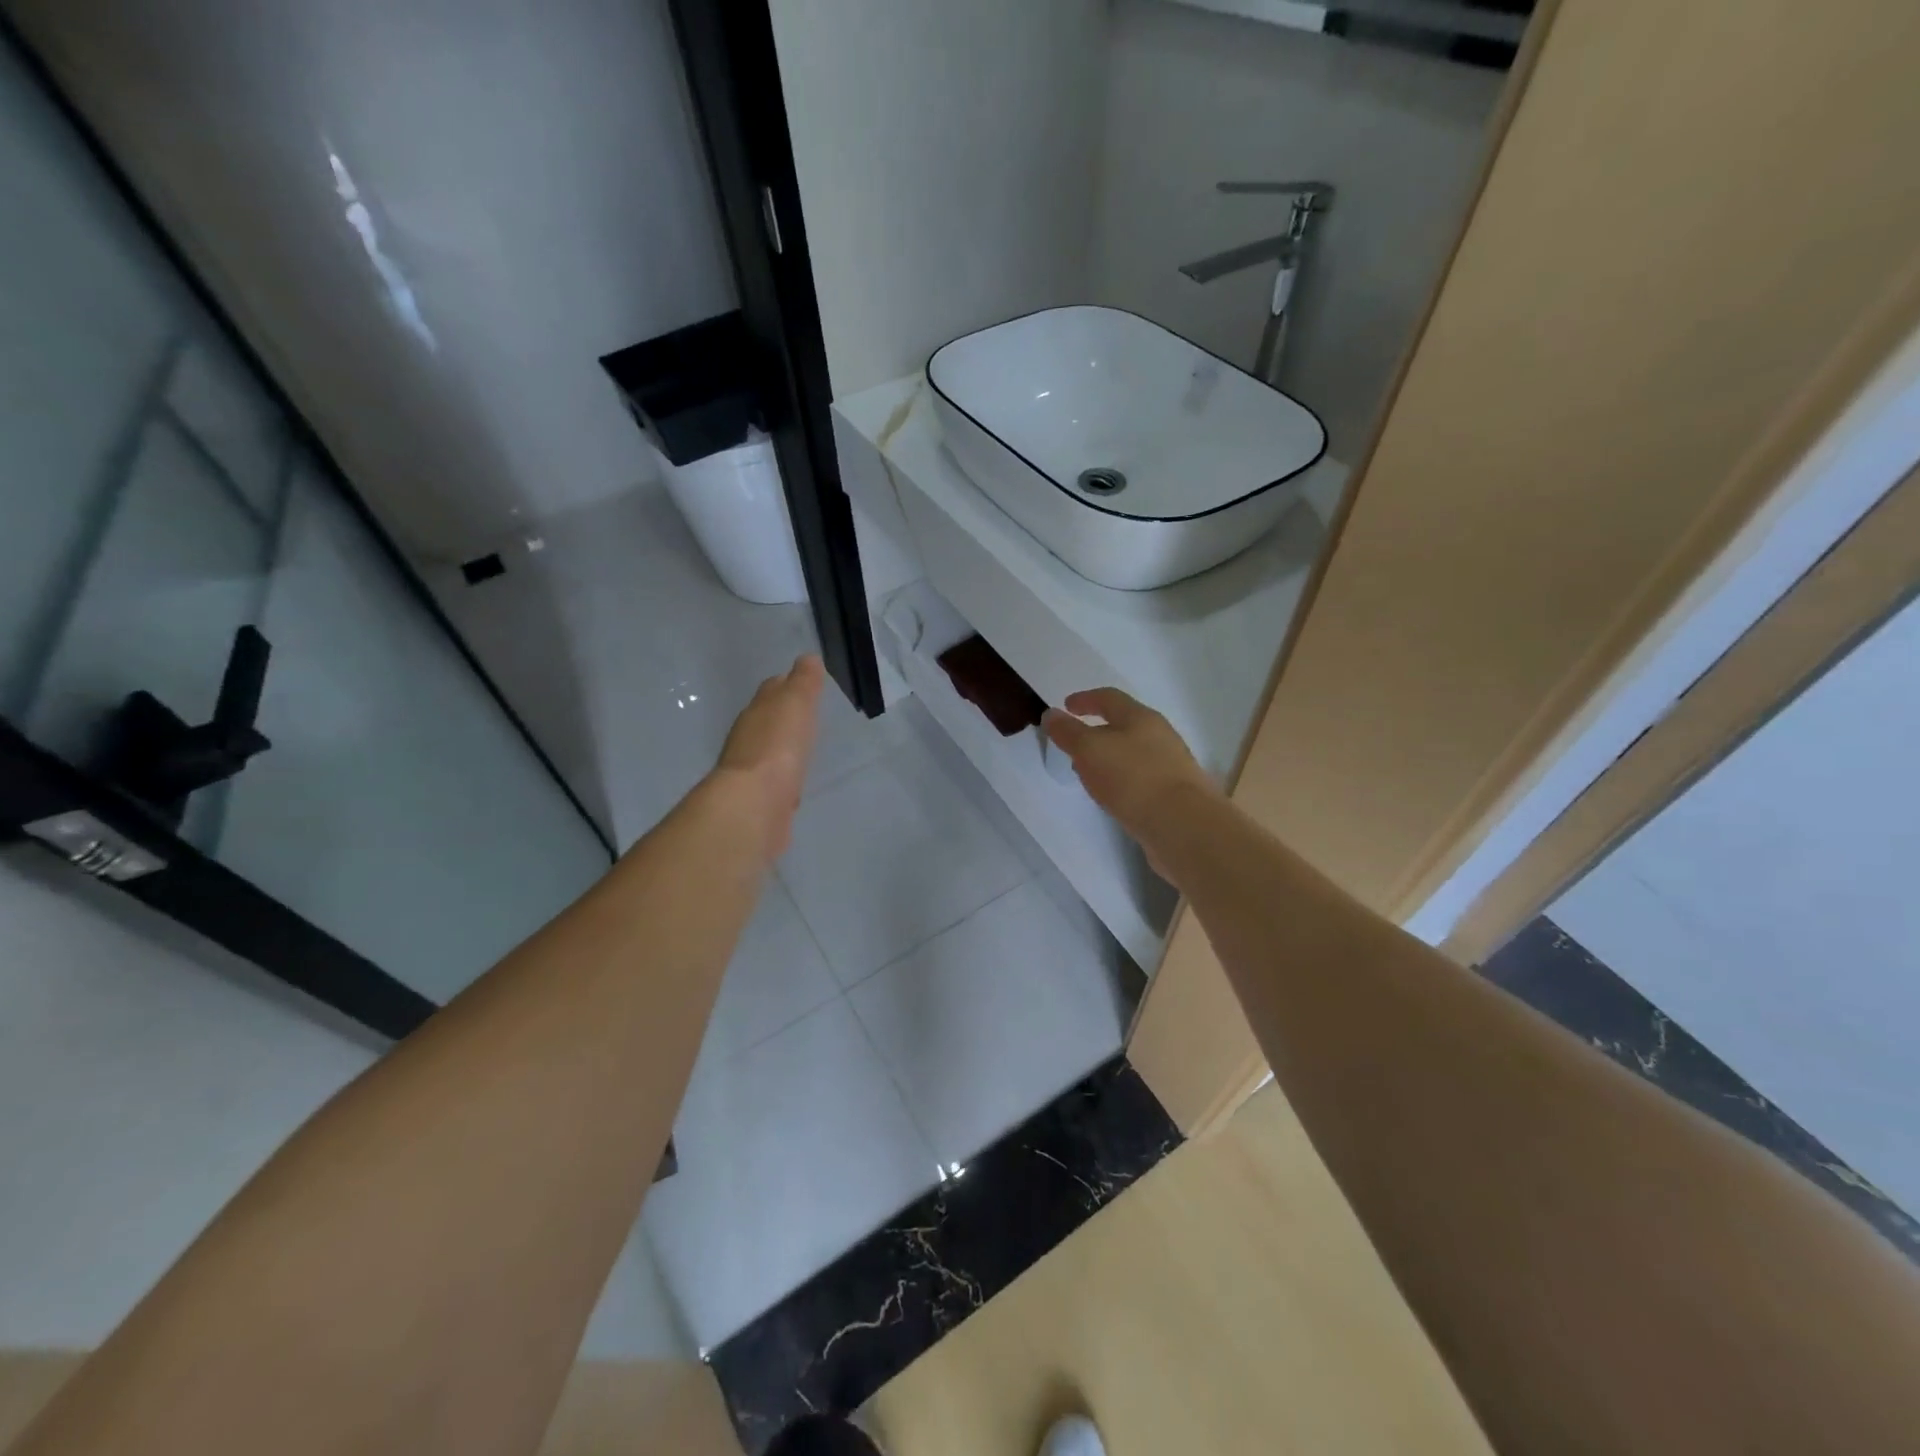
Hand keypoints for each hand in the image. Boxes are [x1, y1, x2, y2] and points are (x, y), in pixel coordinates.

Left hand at [711, 654, 826, 858]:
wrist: (755, 804)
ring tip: (803, 748)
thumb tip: (808, 658)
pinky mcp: (760, 799)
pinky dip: (784, 776)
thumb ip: (803, 682)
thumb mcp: (795, 704)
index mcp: (757, 711)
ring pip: (769, 750)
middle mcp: (748, 737)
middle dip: (783, 716)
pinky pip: (775, 780)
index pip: (772, 690)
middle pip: (767, 719)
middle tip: (807, 715)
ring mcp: (751, 770)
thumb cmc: (777, 746)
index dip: (787, 684)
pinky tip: (794, 781)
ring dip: (783, 747)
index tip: (804, 683)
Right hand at [1042, 688, 1219, 863]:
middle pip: (1124, 725)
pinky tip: (1113, 797)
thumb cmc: (1133, 778)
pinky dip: (1121, 781)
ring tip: (1088, 774)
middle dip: (1097, 731)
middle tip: (1073, 744)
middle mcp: (1160, 736)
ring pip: (1132, 754)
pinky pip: (1140, 779)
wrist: (1183, 826)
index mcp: (1141, 718)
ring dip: (1109, 758)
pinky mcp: (1173, 794)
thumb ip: (1068, 732)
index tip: (1066, 706)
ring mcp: (1170, 766)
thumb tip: (1051, 714)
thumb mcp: (1090, 750)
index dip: (1085, 699)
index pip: (1109, 698)